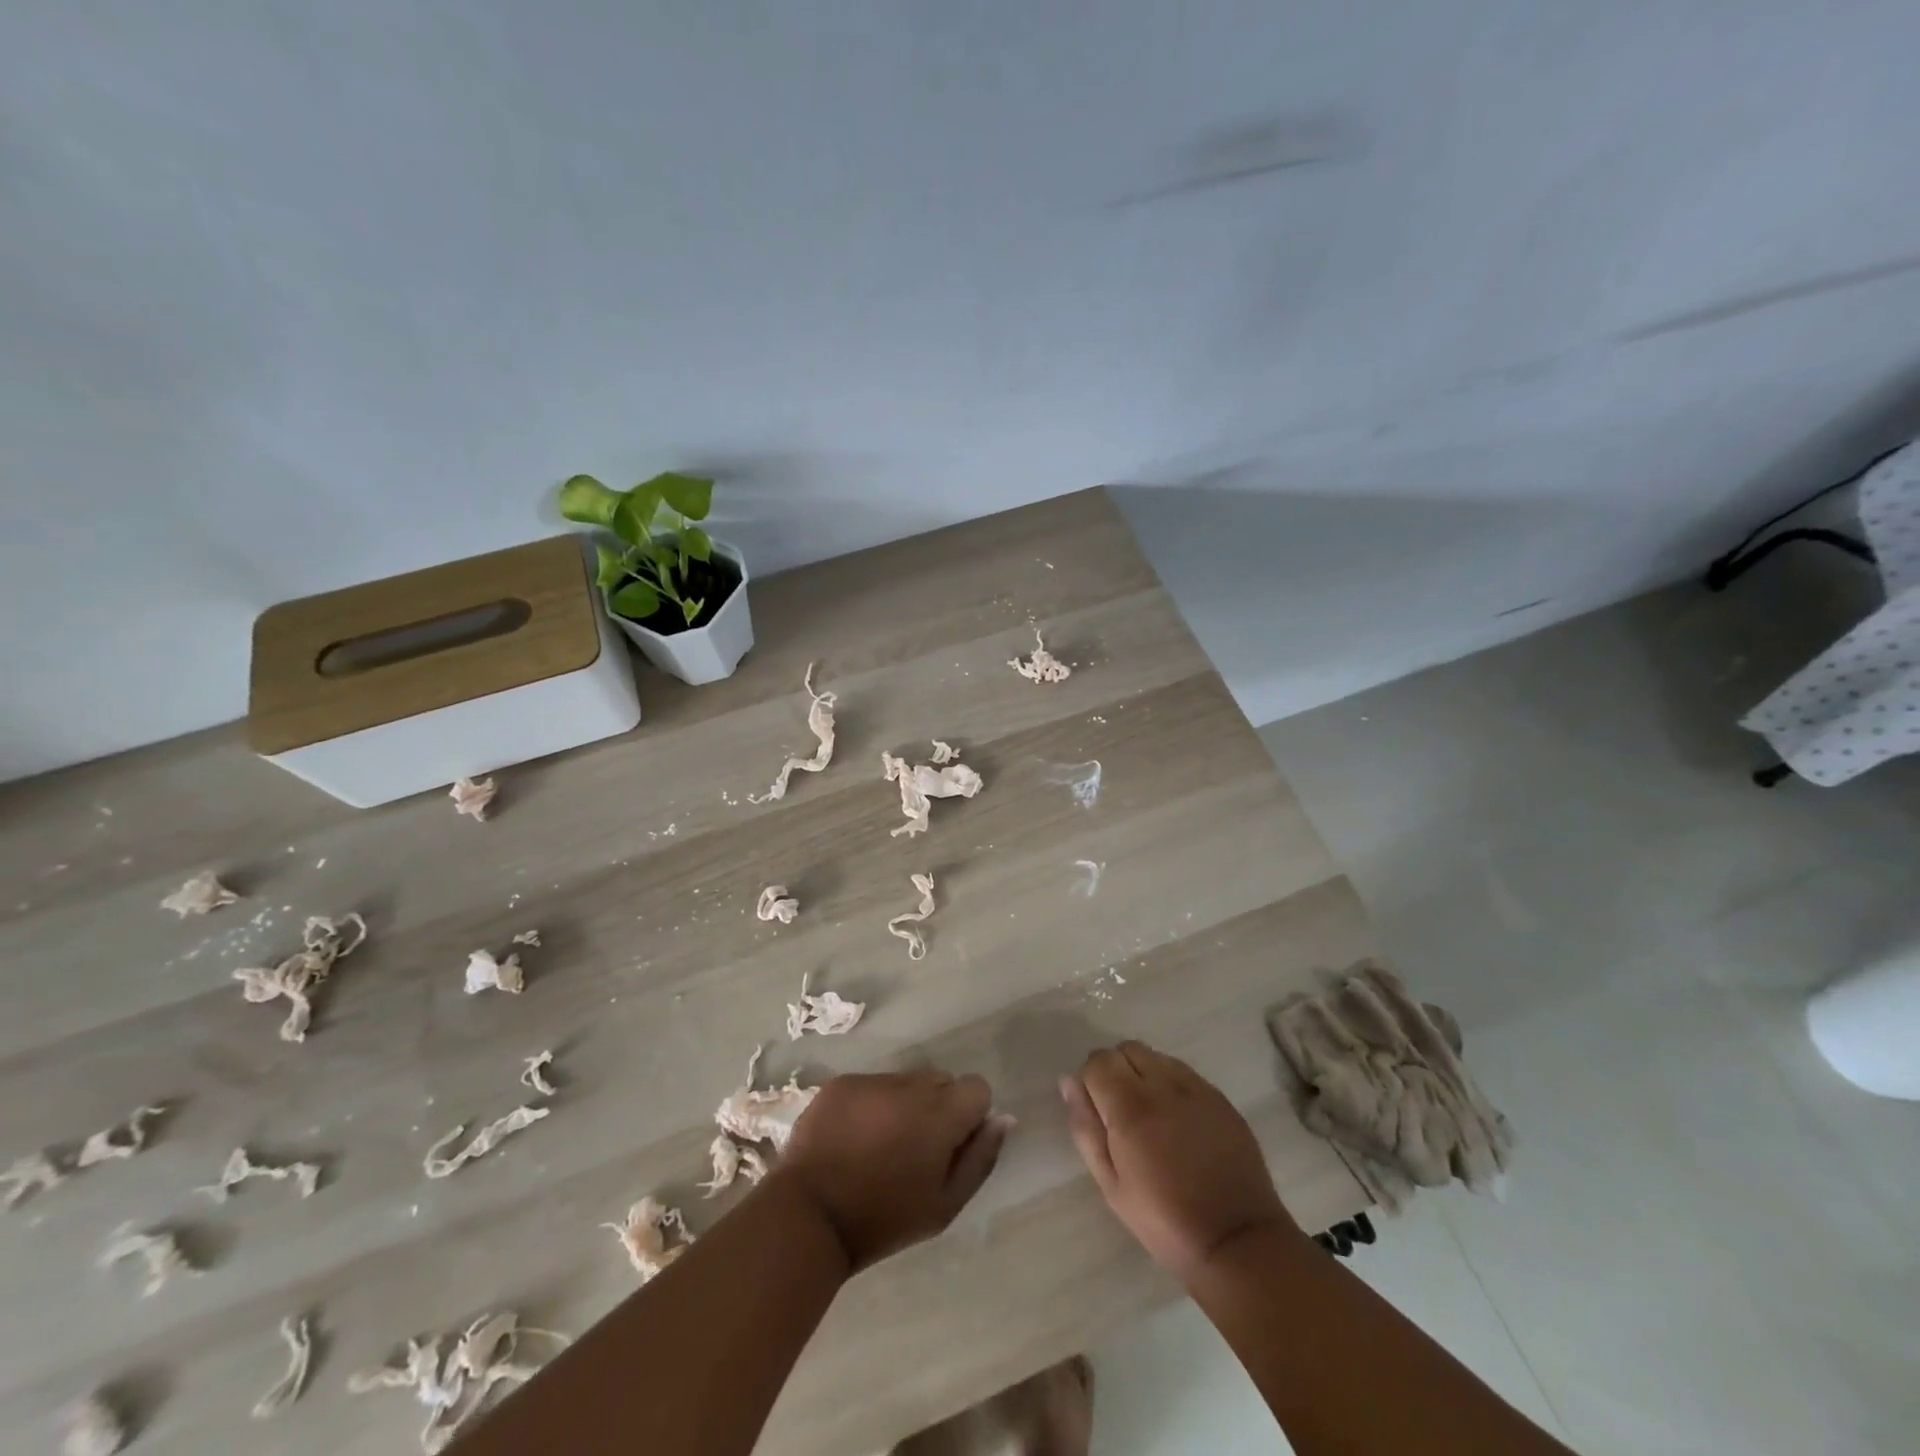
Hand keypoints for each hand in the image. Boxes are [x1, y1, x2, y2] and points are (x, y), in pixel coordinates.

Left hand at [777, 1070, 1013, 1272]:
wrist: (809, 1215)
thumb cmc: (884, 1220)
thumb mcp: (944, 1205)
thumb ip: (981, 1158)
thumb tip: (1003, 1118)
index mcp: (941, 1113)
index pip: (977, 1088)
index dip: (970, 1116)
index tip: (951, 1146)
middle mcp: (910, 1085)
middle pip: (941, 1081)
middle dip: (938, 1108)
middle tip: (915, 1150)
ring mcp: (873, 1080)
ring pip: (906, 1082)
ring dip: (905, 1105)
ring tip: (881, 1146)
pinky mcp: (842, 1083)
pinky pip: (872, 1085)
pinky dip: (872, 1105)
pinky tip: (854, 1139)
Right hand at [1062, 1041, 1297, 1280]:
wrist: (1237, 1241)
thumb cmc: (1164, 1220)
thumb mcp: (1111, 1184)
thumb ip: (1086, 1127)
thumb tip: (1069, 1083)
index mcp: (1130, 1105)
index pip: (1098, 1061)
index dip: (1091, 1081)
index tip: (1098, 1112)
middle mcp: (1163, 1084)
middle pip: (1126, 1049)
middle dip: (1116, 1071)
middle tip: (1122, 1113)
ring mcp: (1196, 1087)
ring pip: (1156, 1056)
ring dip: (1145, 1074)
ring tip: (1152, 1117)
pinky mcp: (1219, 1097)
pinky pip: (1184, 1072)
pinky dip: (1172, 1085)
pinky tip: (1179, 1122)